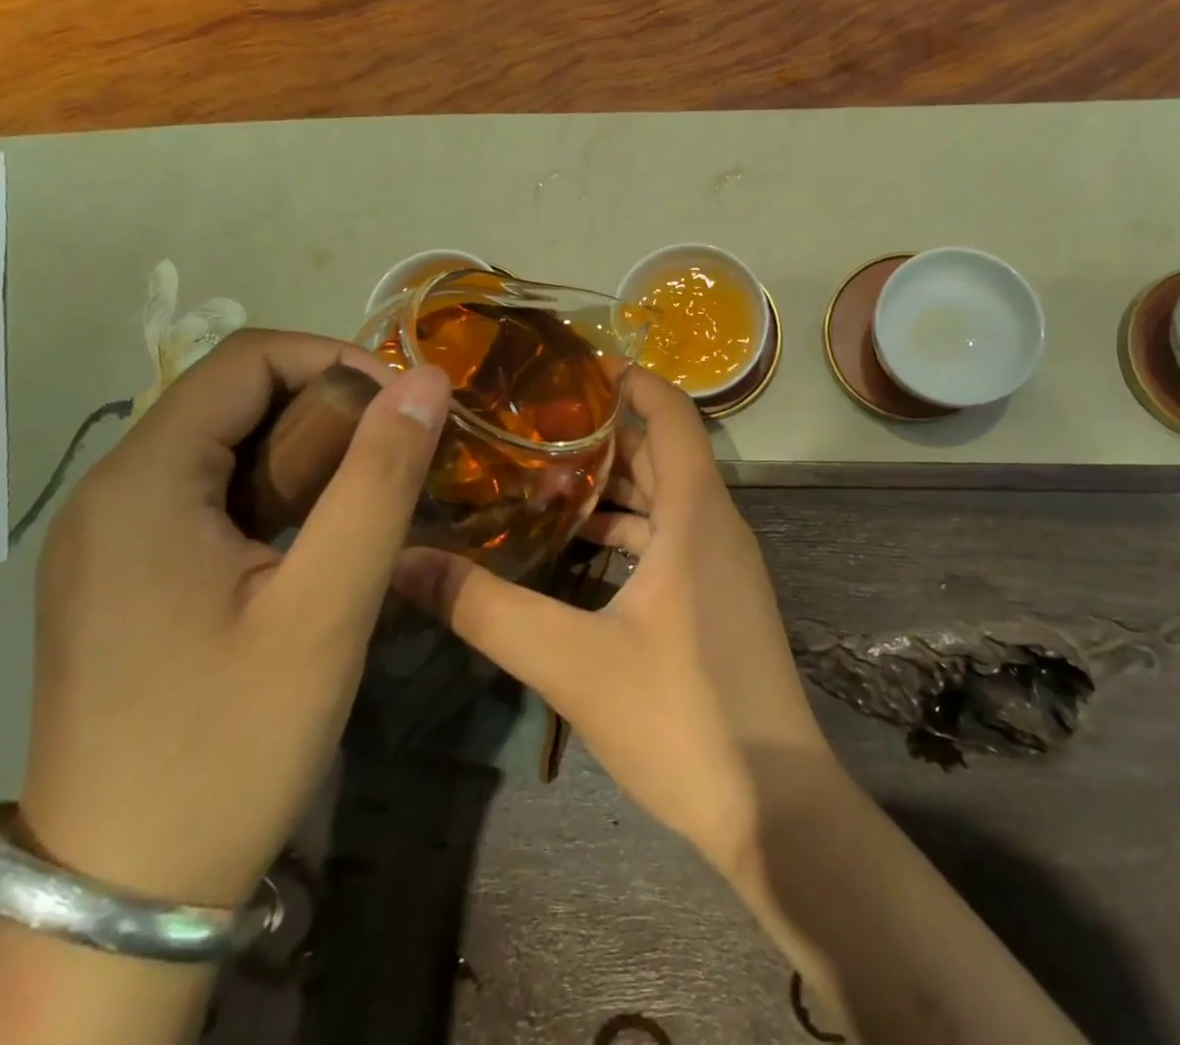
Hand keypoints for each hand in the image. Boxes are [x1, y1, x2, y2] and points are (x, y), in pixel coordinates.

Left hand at [19, 330, 449, 906]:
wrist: (125, 896)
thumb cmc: (232, 741)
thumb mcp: (327, 606)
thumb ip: (380, 479)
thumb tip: (426, 379)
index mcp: (144, 483)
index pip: (247, 359)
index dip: (337, 359)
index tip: (404, 407)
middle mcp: (111, 493)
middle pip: (232, 398)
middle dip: (327, 408)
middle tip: (396, 460)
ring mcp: (108, 539)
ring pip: (223, 446)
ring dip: (305, 452)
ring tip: (367, 499)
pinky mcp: (121, 577)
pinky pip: (206, 496)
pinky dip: (273, 492)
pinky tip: (313, 542)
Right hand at [391, 365, 829, 871]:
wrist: (775, 810)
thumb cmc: (681, 718)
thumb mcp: (572, 662)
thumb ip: (487, 610)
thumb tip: (404, 562)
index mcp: (696, 514)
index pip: (671, 413)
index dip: (630, 381)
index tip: (572, 368)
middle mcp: (716, 525)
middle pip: (660, 453)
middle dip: (601, 434)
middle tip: (529, 426)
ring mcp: (722, 565)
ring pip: (664, 500)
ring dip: (610, 487)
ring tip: (538, 480)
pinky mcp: (718, 600)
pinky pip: (670, 540)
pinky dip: (627, 531)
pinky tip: (576, 549)